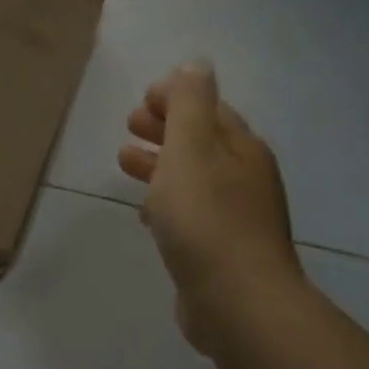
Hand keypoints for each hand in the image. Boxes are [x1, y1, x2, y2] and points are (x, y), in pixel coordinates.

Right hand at [119, 62, 304, 355]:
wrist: (237, 304)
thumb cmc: (206, 219)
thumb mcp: (191, 149)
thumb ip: (189, 105)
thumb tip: (196, 64)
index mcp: (241, 149)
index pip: (209, 108)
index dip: (176, 97)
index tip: (141, 99)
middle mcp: (245, 178)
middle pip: (201, 141)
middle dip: (165, 128)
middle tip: (129, 124)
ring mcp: (236, 217)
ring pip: (193, 177)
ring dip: (160, 164)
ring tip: (124, 160)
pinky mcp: (221, 250)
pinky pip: (191, 213)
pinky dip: (166, 201)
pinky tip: (145, 213)